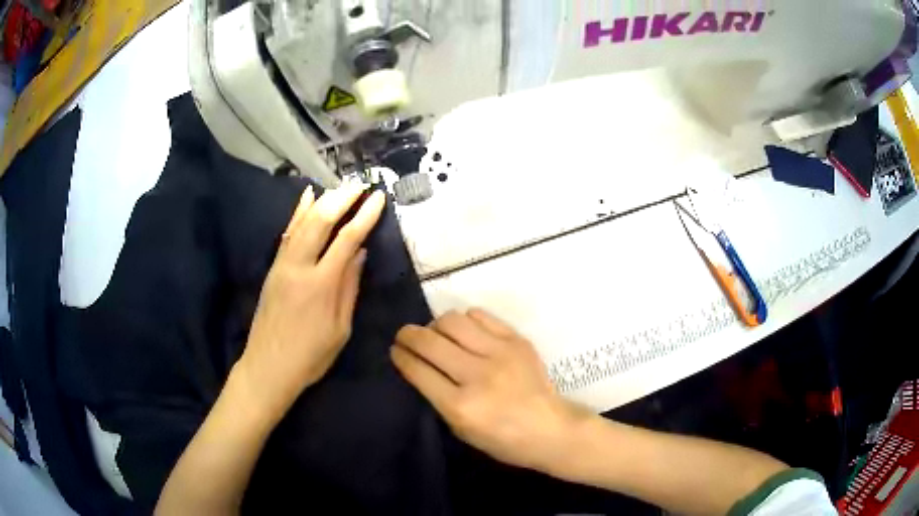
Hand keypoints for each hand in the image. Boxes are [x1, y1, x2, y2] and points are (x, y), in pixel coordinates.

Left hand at [236, 181, 385, 421]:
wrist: (268, 367)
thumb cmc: (310, 356)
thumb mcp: (340, 329)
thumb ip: (349, 288)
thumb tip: (359, 253)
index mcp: (321, 284)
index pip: (347, 239)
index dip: (365, 215)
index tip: (379, 197)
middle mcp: (299, 266)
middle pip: (321, 221)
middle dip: (342, 198)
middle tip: (361, 183)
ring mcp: (282, 265)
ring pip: (302, 222)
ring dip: (323, 200)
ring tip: (341, 186)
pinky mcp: (273, 268)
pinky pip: (288, 233)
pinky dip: (298, 212)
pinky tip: (307, 196)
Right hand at [391, 309, 588, 471]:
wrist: (551, 429)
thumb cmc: (503, 440)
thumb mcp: (461, 430)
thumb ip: (438, 398)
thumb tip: (420, 366)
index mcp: (461, 406)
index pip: (418, 370)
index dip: (400, 356)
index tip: (395, 351)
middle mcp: (478, 375)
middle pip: (430, 341)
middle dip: (408, 335)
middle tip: (404, 336)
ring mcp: (500, 354)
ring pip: (453, 321)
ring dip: (436, 325)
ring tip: (436, 333)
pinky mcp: (517, 341)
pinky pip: (481, 316)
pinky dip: (465, 320)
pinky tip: (464, 331)